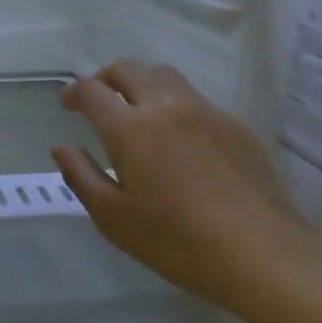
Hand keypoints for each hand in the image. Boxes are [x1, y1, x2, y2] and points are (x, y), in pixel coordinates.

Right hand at [52, 60, 306, 307]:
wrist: (260, 253)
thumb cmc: (176, 242)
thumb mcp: (113, 219)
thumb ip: (81, 176)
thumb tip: (61, 148)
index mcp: (130, 129)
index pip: (91, 90)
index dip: (74, 92)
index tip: (69, 105)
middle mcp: (165, 106)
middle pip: (127, 69)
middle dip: (105, 78)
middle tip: (98, 101)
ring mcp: (204, 110)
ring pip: (164, 74)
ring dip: (141, 82)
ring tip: (137, 109)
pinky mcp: (233, 124)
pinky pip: (195, 97)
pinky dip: (174, 103)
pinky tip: (179, 137)